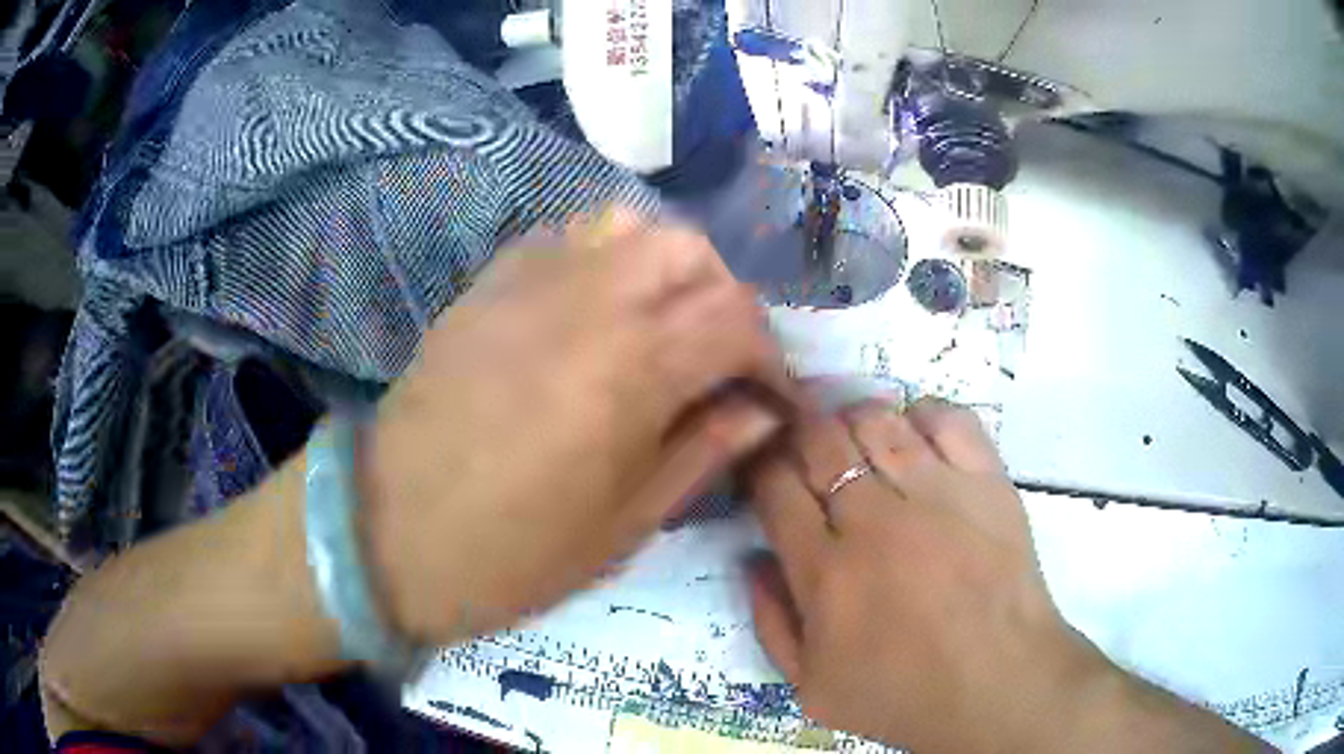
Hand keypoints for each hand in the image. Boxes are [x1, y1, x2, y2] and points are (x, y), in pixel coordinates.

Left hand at [360, 210, 789, 645]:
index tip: (774, 398)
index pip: (737, 321)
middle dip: (725, 300)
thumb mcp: (627, 523)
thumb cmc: (514, 551)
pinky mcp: (488, 284)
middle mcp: (588, 301)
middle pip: (689, 252)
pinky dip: (603, 259)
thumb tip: (761, 411)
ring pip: (628, 227)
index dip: (772, 359)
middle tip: (719, 360)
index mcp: (632, 368)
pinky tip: (596, 310)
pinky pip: (565, 238)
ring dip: (666, 268)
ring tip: (662, 325)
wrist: (391, 533)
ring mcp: (529, 282)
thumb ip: (704, 450)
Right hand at [744, 398, 1261, 752]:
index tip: (755, 447)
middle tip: (796, 429)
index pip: (776, 481)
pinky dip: (924, 415)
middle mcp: (881, 514)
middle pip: (824, 434)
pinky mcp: (989, 480)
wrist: (1011, 690)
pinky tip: (916, 435)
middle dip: (799, 423)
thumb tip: (756, 560)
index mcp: (833, 567)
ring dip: (858, 417)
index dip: (760, 456)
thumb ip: (773, 620)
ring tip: (856, 435)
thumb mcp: (815, 687)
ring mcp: (941, 490)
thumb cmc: (908, 701)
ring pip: (880, 415)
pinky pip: (947, 418)